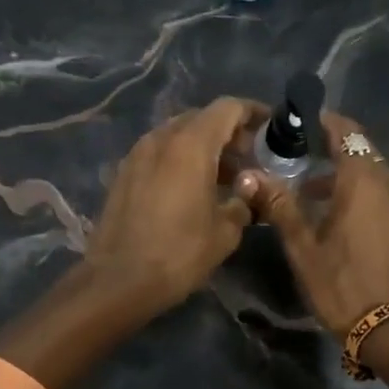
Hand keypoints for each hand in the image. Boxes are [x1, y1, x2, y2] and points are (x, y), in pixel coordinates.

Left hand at [83, 97, 265, 318]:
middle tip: (250, 159)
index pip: (227, 108)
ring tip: (225, 177)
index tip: (270, 128)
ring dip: (204, 147)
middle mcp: (161, 139)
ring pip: (177, 135)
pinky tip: (192, 189)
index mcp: (190, 145)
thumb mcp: (225, 232)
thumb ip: (243, 201)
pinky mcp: (123, 173)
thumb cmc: (178, 253)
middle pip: (201, 119)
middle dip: (229, 132)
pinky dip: (180, 160)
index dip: (252, 113)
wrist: (118, 280)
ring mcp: (137, 154)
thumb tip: (249, 189)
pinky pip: (159, 153)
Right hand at [238, 111, 388, 339]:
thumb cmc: (344, 284)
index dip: (320, 121)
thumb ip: (280, 205)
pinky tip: (335, 211)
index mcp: (362, 180)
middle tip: (294, 154)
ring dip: (342, 170)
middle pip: (359, 148)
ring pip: (371, 171)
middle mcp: (388, 182)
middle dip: (329, 145)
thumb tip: (250, 175)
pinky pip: (381, 191)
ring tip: (308, 186)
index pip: (345, 130)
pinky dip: (358, 189)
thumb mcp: (304, 247)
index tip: (294, 123)